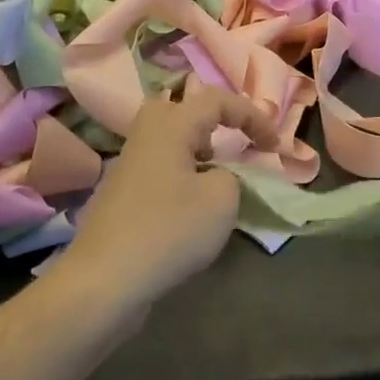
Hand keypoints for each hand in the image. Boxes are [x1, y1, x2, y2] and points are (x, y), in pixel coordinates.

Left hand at [60, 84, 278, 308]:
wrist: (106, 280)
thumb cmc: (169, 230)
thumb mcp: (221, 199)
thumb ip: (232, 175)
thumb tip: (218, 176)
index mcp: (170, 126)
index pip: (216, 100)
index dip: (252, 116)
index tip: (274, 145)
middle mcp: (145, 136)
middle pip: (180, 108)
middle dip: (213, 119)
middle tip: (233, 141)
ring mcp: (129, 165)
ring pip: (168, 139)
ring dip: (197, 147)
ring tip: (217, 173)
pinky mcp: (122, 195)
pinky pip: (160, 166)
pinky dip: (182, 172)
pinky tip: (190, 204)